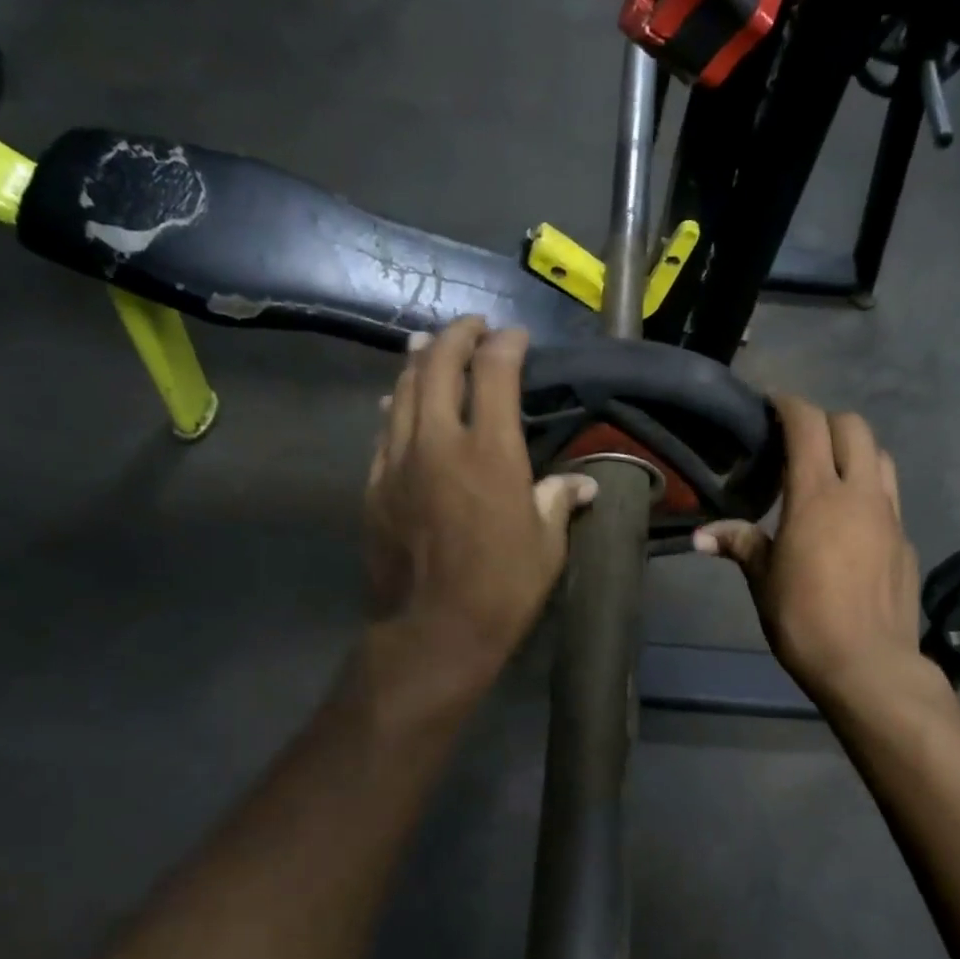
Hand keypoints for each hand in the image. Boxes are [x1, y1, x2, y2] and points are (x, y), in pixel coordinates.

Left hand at [366, 318, 595, 667]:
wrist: (433, 631)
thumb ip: (559, 501)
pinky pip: (384, 430)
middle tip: (471, 327)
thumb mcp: (546, 545)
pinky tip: (397, 401)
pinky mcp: (375, 485)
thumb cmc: (503, 588)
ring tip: (427, 345)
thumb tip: (583, 485)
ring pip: (402, 391)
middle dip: (456, 336)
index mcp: (490, 452)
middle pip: (437, 366)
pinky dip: (396, 405)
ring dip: (418, 362)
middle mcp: (438, 442)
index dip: (506, 346)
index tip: (516, 337)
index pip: (494, 373)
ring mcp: (399, 461)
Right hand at [695, 395, 923, 699]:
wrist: (869, 665)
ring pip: (881, 457)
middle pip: (854, 427)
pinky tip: (852, 523)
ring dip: (855, 451)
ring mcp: (891, 516)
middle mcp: (861, 494)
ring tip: (830, 473)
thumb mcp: (763, 580)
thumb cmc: (804, 619)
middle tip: (798, 442)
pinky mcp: (906, 541)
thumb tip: (700, 535)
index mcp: (818, 495)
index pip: (809, 425)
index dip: (790, 405)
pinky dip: (870, 492)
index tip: (772, 404)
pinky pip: (890, 498)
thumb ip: (739, 545)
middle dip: (825, 422)